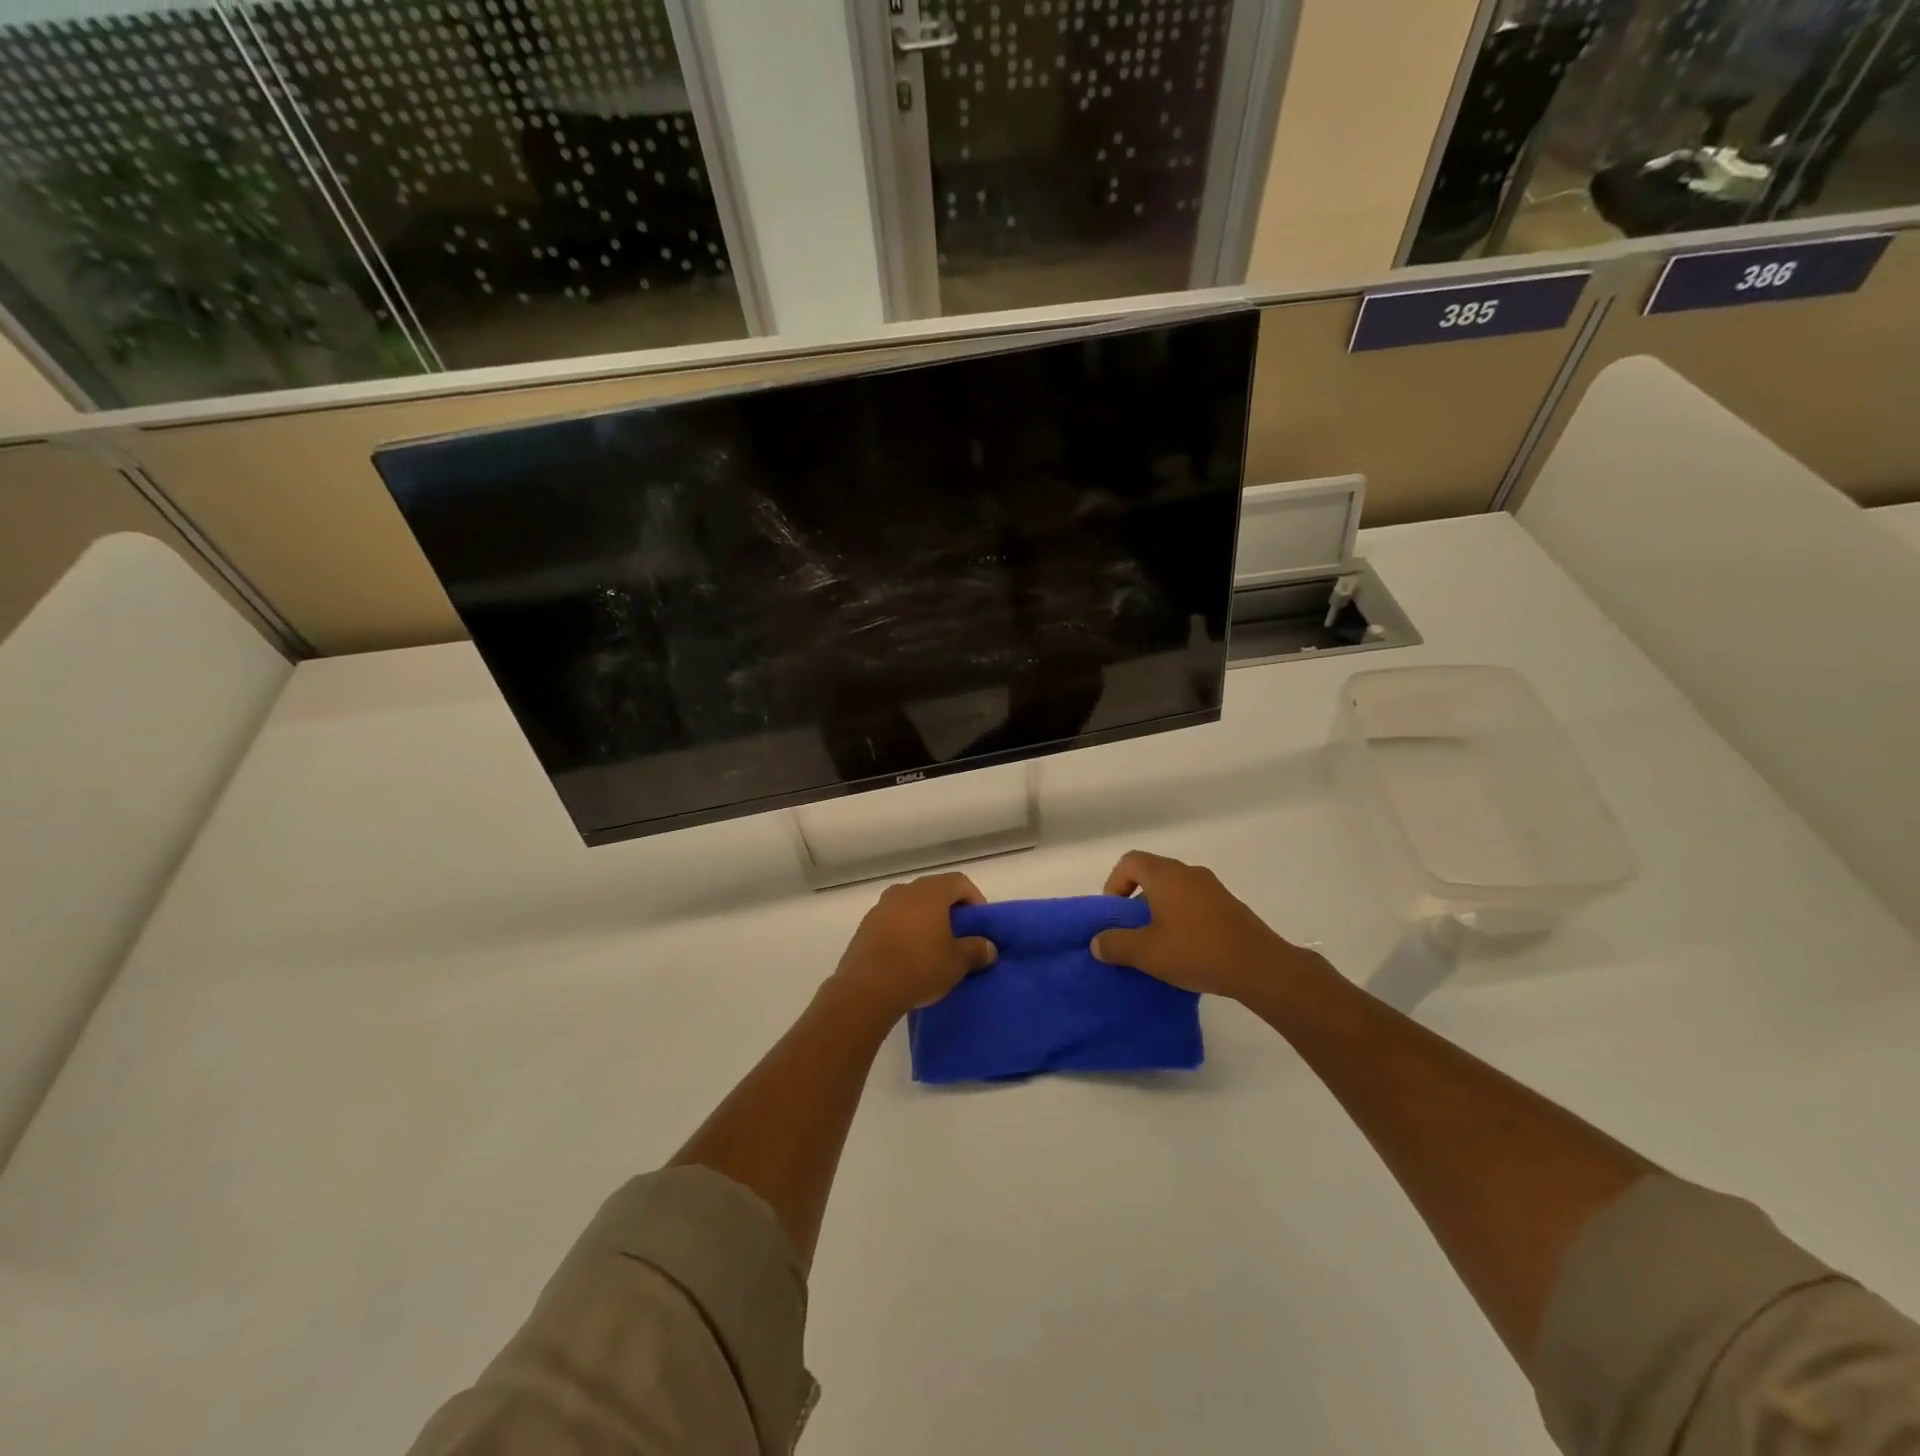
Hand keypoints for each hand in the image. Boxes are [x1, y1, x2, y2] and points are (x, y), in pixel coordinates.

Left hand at [831, 873, 997, 1020]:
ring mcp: (880, 907)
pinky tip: (908, 957)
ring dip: (924, 920)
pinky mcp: (864, 927)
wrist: (867, 989)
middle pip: (933, 891)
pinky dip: (904, 931)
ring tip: (933, 948)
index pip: (958, 882)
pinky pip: (892, 921)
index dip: (974, 899)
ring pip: (910, 905)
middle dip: (948, 910)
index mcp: (929, 892)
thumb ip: (976, 950)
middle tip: (959, 935)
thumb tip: (989, 948)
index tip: (978, 924)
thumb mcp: (957, 962)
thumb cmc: (920, 967)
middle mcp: (903, 891)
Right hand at [1091, 850, 1322, 1000]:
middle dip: (1135, 901)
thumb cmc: (1196, 951)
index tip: (1114, 914)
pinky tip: (1185, 950)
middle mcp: (1189, 873)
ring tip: (1157, 945)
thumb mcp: (1147, 953)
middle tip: (1132, 932)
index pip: (1130, 862)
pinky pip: (1195, 904)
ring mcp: (1213, 889)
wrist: (1259, 967)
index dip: (1114, 884)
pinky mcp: (1229, 907)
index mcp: (1166, 875)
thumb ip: (1116, 945)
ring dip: (1160, 912)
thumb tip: (1097, 943)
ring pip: (1174, 891)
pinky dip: (1182, 919)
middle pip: (1152, 875)